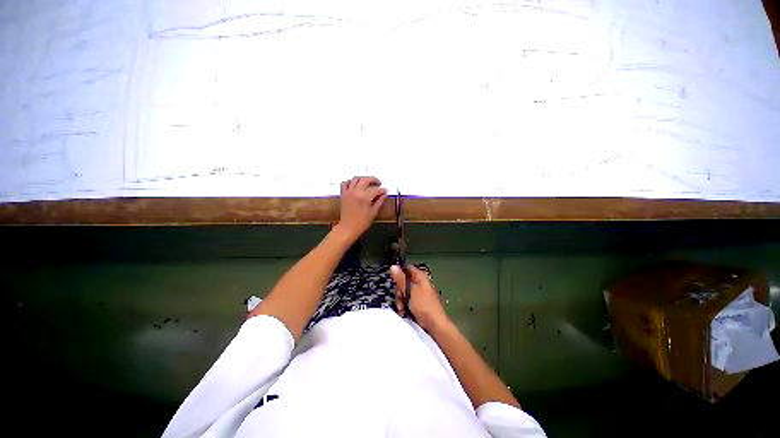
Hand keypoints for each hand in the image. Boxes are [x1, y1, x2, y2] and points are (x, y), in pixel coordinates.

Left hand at [336, 176, 387, 240]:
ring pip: (356, 179)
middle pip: (366, 180)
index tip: (385, 191)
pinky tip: (356, 184)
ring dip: (363, 179)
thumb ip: (380, 201)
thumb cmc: (362, 222)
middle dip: (374, 180)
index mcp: (365, 197)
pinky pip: (346, 183)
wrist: (348, 227)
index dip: (382, 190)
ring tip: (368, 182)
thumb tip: (385, 194)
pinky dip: (351, 181)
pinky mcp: (343, 194)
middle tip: (379, 183)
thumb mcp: (373, 212)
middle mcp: (356, 192)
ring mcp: (348, 192)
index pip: (376, 189)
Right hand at [390, 265, 449, 330]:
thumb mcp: (410, 290)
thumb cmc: (423, 305)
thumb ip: (401, 279)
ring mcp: (419, 294)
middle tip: (400, 299)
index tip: (395, 282)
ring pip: (404, 293)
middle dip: (399, 292)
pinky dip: (404, 307)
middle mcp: (419, 284)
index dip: (400, 274)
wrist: (435, 325)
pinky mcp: (418, 304)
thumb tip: (393, 266)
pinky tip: (404, 313)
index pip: (407, 269)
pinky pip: (407, 302)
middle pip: (403, 282)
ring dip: (400, 301)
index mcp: (420, 277)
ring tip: (402, 309)